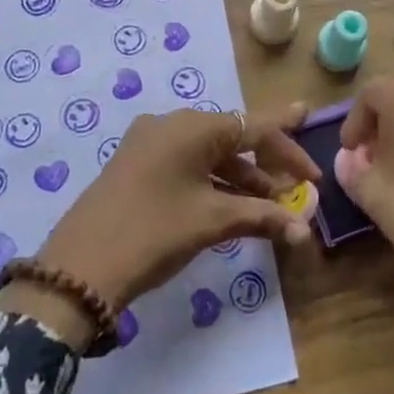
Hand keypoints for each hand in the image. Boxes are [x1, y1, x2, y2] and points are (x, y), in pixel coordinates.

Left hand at [0, 105, 319, 347]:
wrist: (77, 269)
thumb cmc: (153, 233)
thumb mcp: (211, 222)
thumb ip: (262, 217)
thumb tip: (304, 230)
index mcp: (192, 126)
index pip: (254, 127)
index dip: (289, 147)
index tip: (315, 163)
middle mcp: (171, 124)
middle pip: (233, 138)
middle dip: (267, 166)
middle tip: (297, 190)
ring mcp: (150, 143)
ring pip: (209, 154)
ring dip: (242, 179)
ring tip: (270, 208)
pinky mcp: (136, 165)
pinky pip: (187, 165)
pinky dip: (214, 183)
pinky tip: (233, 207)